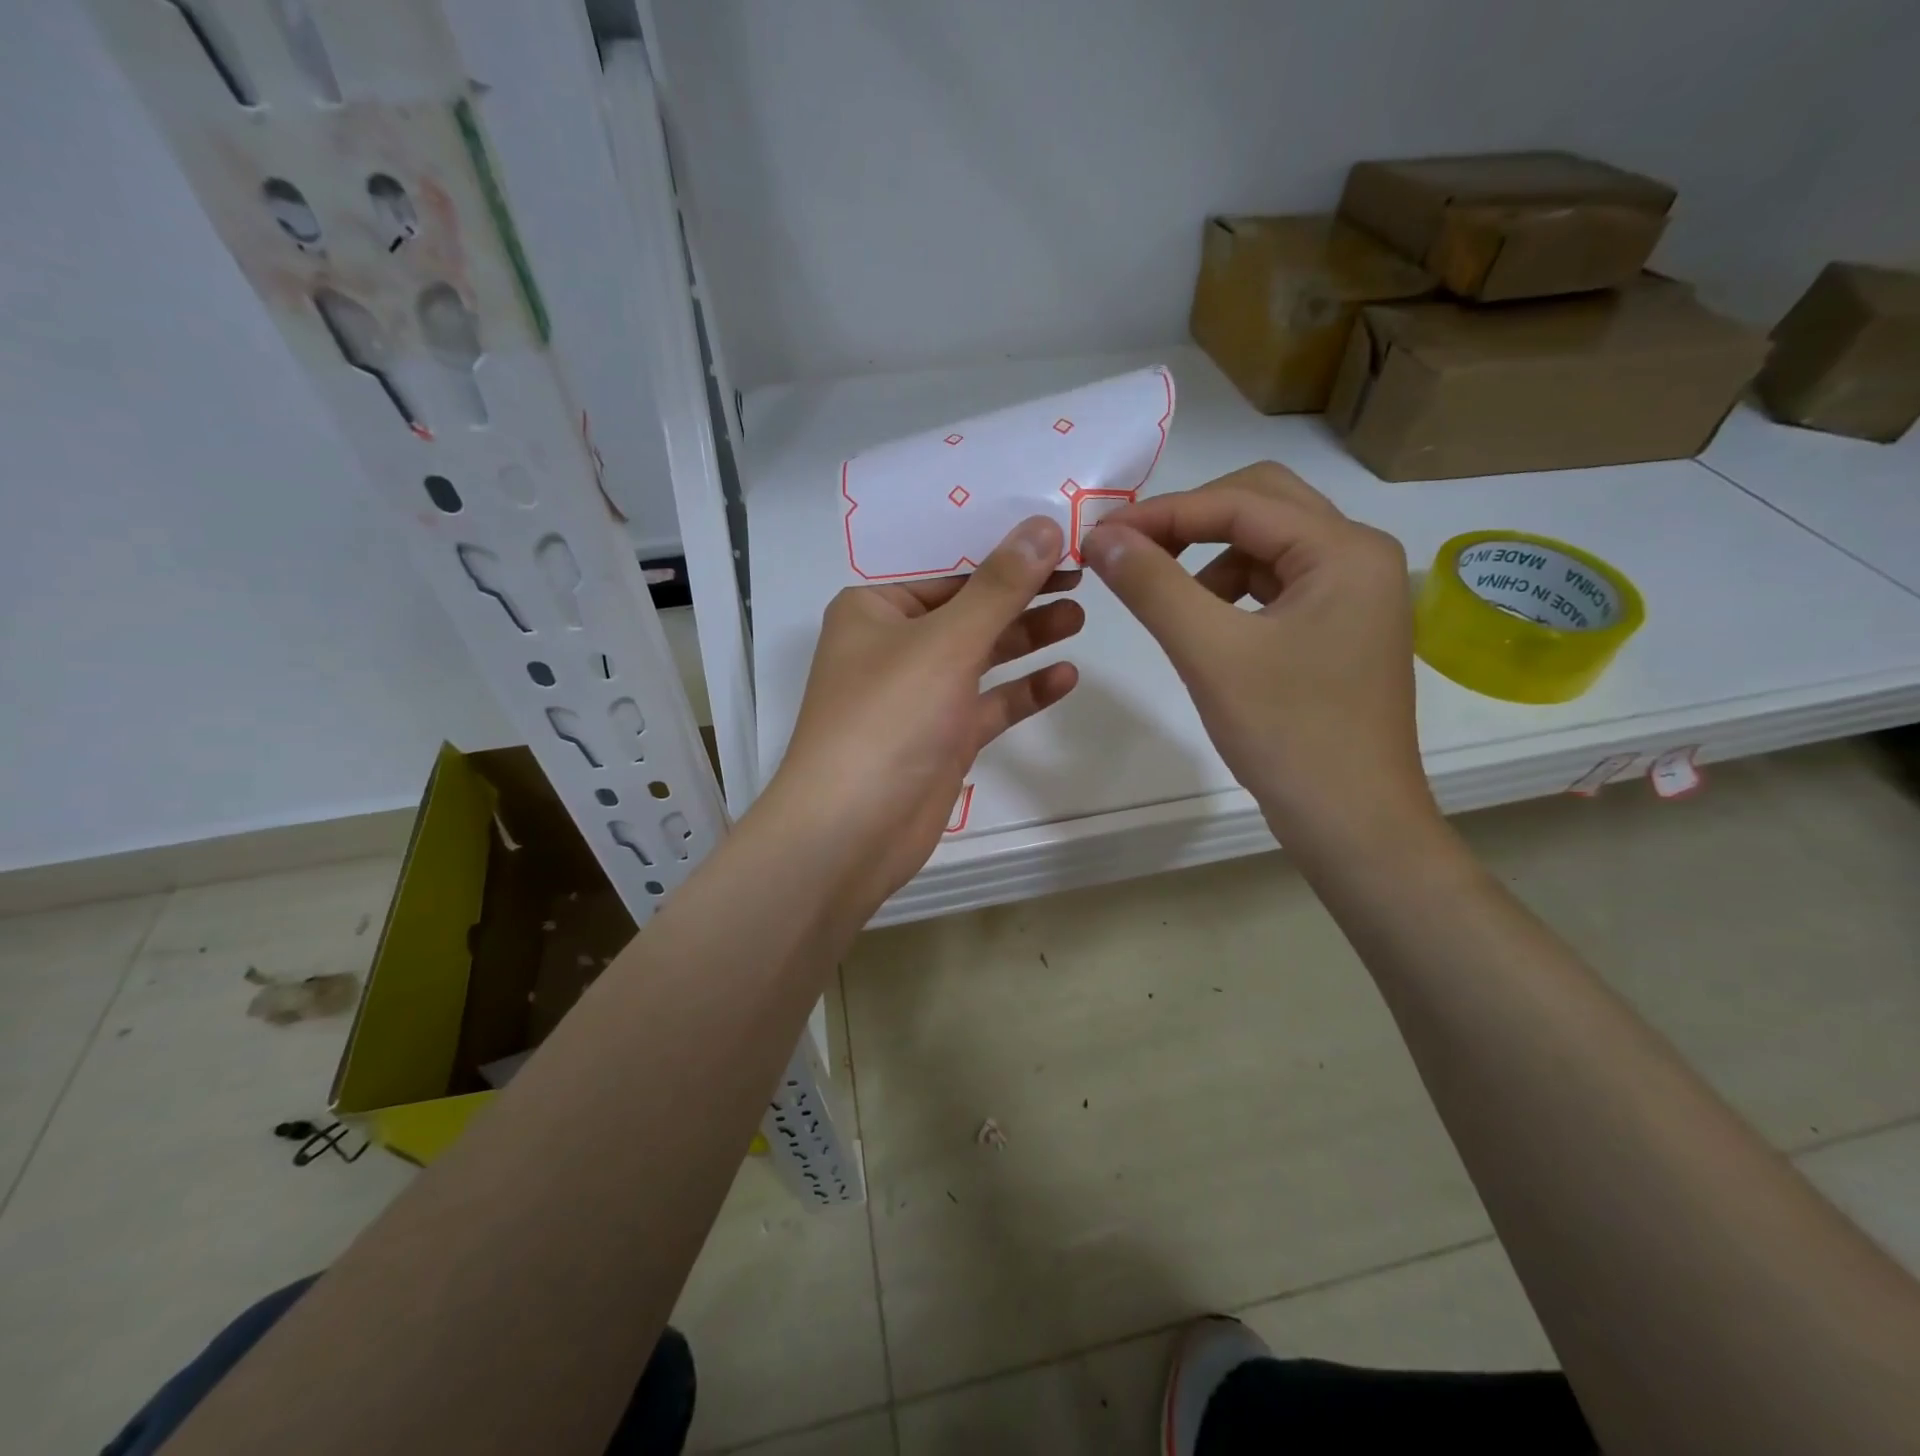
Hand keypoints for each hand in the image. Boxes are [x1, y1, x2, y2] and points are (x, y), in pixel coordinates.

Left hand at [757, 516, 1082, 917]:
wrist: (850, 832)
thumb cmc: (887, 719)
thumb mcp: (946, 643)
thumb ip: (1000, 586)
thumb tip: (1044, 526)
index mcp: (875, 609)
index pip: (946, 564)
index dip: (1000, 546)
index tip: (1056, 530)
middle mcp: (895, 646)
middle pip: (969, 608)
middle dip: (1021, 591)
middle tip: (1081, 575)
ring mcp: (920, 695)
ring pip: (982, 655)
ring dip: (1027, 636)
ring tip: (1080, 616)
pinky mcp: (943, 738)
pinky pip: (989, 704)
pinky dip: (1023, 690)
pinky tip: (1065, 677)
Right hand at [1083, 462, 1434, 854]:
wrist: (1351, 823)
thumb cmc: (1288, 735)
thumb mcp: (1210, 654)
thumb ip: (1153, 587)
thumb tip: (1102, 537)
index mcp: (1344, 550)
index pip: (1240, 502)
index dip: (1163, 513)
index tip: (1100, 536)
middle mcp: (1359, 557)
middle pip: (1262, 504)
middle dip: (1191, 522)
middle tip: (1133, 552)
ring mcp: (1355, 594)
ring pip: (1268, 544)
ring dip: (1211, 557)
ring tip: (1170, 602)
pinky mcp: (1341, 627)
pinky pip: (1277, 584)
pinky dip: (1232, 589)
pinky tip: (1207, 626)